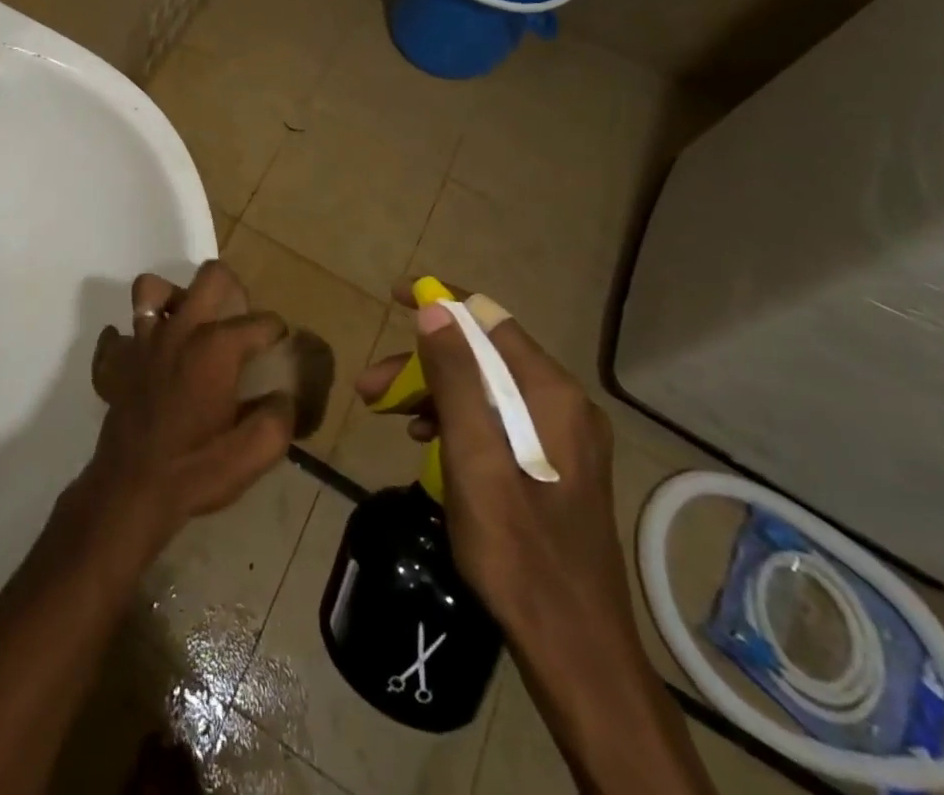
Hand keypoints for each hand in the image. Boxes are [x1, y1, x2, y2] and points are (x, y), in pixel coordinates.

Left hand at [82, 263, 295, 560]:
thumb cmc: (196, 469)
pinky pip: (115, 336)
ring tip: (186, 324)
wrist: (131, 490)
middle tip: (237, 320)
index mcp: (216, 346)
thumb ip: (279, 419)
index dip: (277, 333)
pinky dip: (127, 341)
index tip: (279, 350)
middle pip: (210, 277)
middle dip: (232, 289)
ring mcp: (142, 341)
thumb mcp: (253, 453)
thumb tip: (284, 397)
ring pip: (151, 290)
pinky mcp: (115, 362)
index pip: (260, 321)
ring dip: (171, 299)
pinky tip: (142, 357)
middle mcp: (179, 330)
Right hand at [356, 282, 633, 646]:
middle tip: (370, 386)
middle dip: (423, 361)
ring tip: (383, 412)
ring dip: (431, 391)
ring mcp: (560, 436)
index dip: (440, 301)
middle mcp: (561, 404)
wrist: (573, 647)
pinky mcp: (551, 463)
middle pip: (482, 357)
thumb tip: (434, 309)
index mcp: (550, 394)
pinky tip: (424, 439)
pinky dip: (454, 419)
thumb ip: (455, 378)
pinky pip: (494, 419)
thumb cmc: (517, 549)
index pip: (488, 318)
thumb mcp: (473, 457)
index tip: (394, 295)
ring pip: (484, 388)